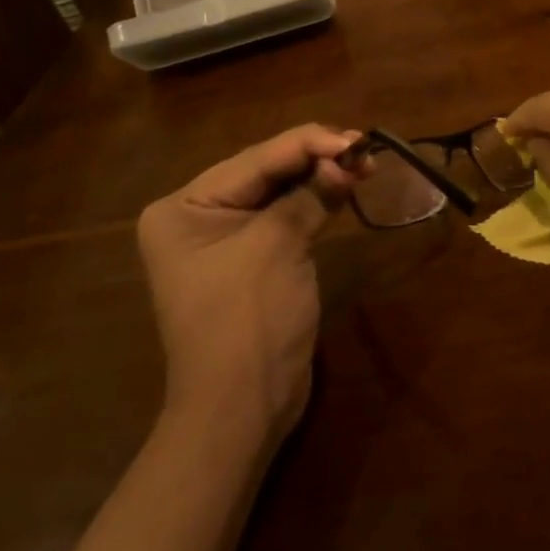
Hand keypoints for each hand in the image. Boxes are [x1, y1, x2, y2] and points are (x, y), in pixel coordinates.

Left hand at [136, 126, 364, 450]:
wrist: (241, 412)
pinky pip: (286, 217)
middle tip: (365, 148)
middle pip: (266, 172)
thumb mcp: (277, 247)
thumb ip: (310, 195)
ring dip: (321, 177)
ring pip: (280, 192)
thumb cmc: (247, 322)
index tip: (356, 138)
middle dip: (316, 158)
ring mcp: (224, 239)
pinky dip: (316, 202)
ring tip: (365, 163)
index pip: (255, 160)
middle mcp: (197, 215)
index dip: (308, 144)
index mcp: (184, 206)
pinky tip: (345, 187)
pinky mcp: (252, 259)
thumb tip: (347, 159)